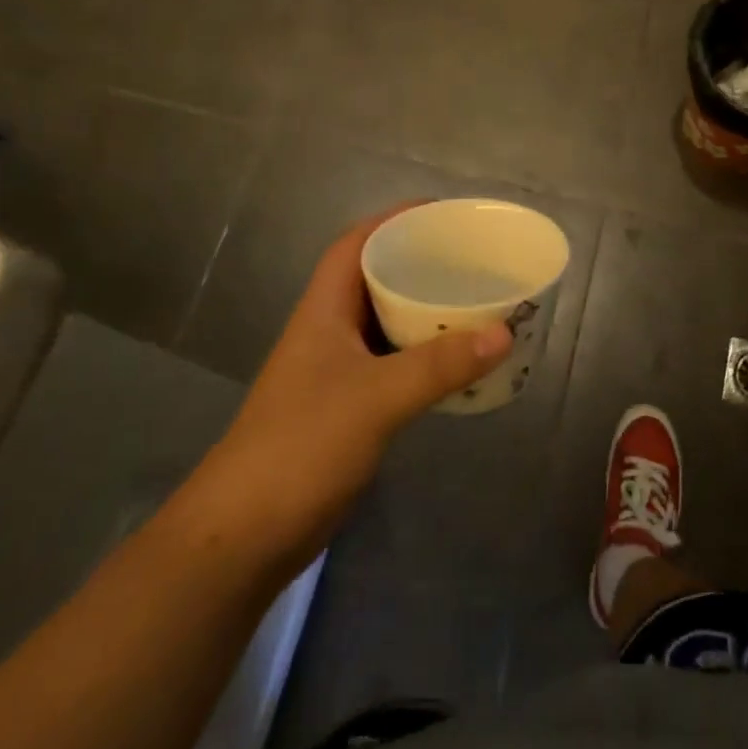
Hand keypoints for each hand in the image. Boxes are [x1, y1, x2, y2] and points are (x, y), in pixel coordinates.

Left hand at [204, 205, 512, 568]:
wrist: (243, 535)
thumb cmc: (302, 445)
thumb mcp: (376, 398)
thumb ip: (439, 365)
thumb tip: (504, 332)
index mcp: (323, 310)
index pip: (356, 244)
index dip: (394, 220)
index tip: (442, 214)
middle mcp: (328, 332)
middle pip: (374, 280)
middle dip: (419, 263)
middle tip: (471, 259)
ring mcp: (334, 372)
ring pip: (385, 324)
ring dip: (423, 312)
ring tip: (474, 302)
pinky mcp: (345, 408)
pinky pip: (391, 364)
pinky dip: (422, 356)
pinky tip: (454, 363)